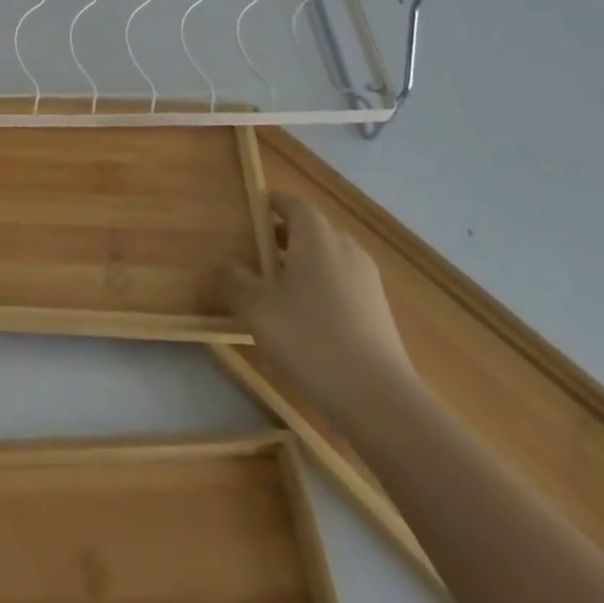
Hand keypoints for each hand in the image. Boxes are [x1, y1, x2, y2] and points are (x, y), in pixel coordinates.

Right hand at [219, 192, 417, 428]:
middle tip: (256, 255)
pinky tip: (307, 318)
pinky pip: (343, 282)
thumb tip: (225, 266)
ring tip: (278, 289)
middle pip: (312, 229)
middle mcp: (345, 247)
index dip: (270, 205)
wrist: (379, 398)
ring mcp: (367, 279)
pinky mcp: (379, 309)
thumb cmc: (310, 339)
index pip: (292, 204)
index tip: (250, 215)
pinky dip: (322, 286)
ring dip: (303, 263)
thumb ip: (234, 280)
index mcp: (316, 236)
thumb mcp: (257, 309)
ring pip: (328, 256)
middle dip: (283, 236)